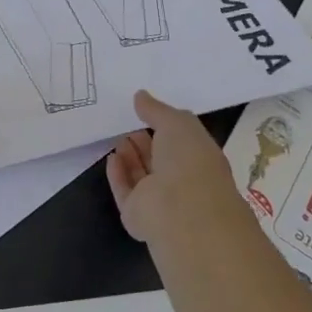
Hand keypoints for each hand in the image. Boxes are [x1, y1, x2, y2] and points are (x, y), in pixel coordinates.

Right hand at [106, 90, 240, 245]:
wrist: (181, 211)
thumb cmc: (189, 161)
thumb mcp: (178, 123)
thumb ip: (157, 110)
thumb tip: (140, 96)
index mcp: (200, 160)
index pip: (182, 142)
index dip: (166, 127)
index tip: (146, 112)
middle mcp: (182, 181)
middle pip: (160, 160)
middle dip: (145, 142)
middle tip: (128, 124)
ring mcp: (160, 201)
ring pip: (142, 176)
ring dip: (131, 157)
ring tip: (118, 137)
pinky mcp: (137, 214)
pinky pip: (125, 191)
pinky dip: (118, 174)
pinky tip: (111, 157)